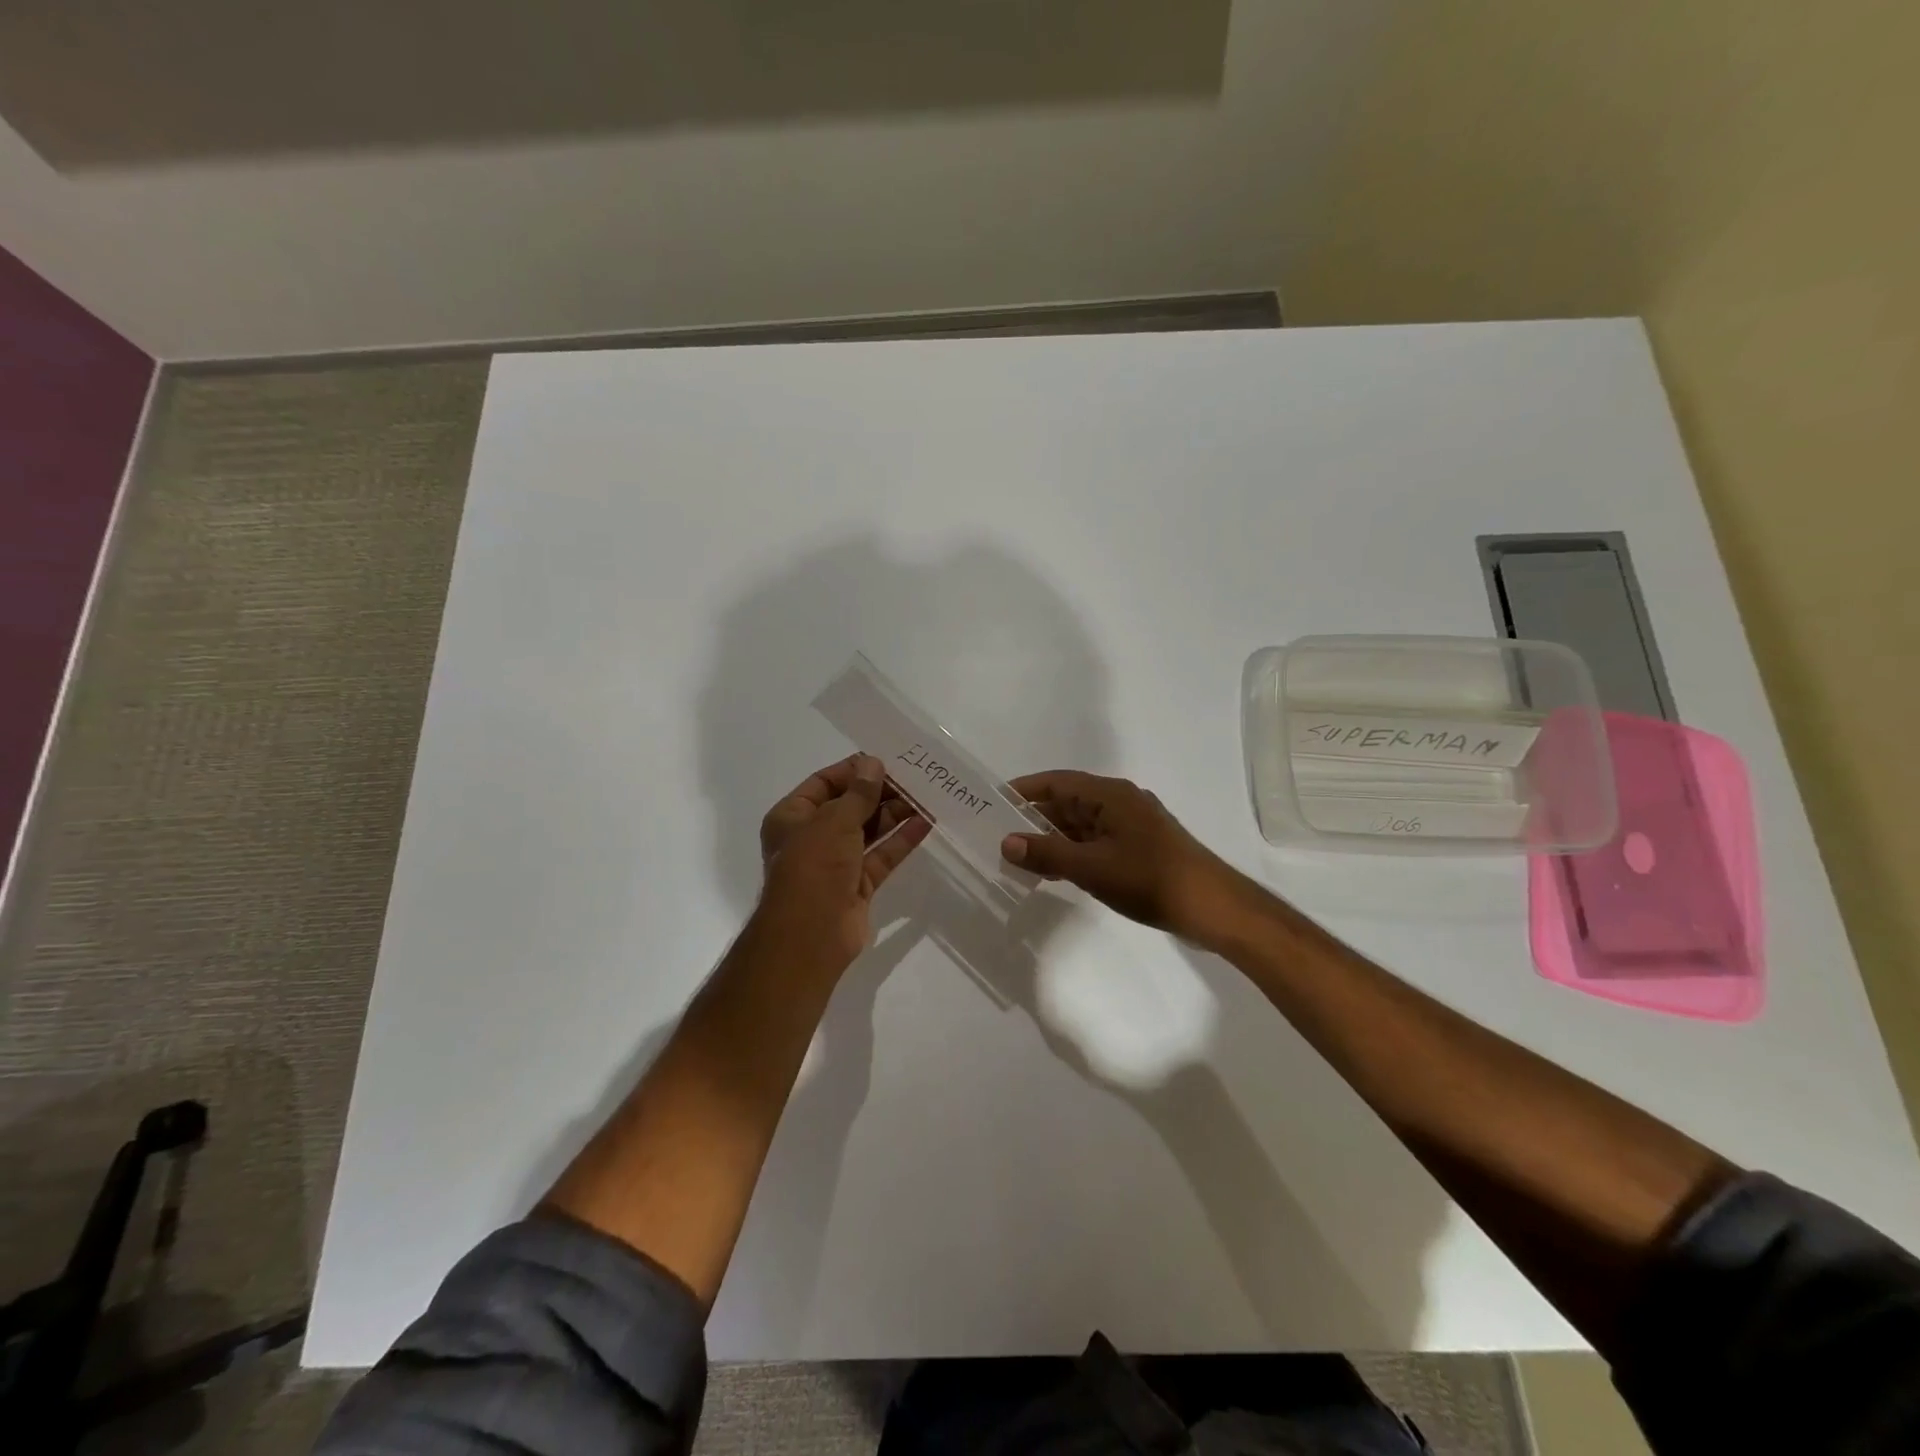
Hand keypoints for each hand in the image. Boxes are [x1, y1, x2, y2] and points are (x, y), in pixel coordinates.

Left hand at [755, 754, 930, 973]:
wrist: (811, 934)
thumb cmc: (813, 866)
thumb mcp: (835, 820)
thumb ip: (859, 793)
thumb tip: (873, 763)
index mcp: (792, 817)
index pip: (824, 783)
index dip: (853, 771)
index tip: (885, 760)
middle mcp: (811, 837)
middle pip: (849, 806)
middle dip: (879, 792)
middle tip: (913, 778)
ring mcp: (835, 863)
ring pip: (868, 831)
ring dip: (894, 814)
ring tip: (926, 796)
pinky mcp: (857, 885)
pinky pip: (881, 856)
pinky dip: (900, 841)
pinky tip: (925, 823)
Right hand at [1001, 771, 1243, 942]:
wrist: (1211, 906)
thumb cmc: (1148, 878)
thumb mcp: (1091, 867)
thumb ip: (1047, 853)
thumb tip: (1007, 842)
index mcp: (1110, 795)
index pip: (1057, 782)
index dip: (1024, 790)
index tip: (994, 802)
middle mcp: (1120, 802)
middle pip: (1068, 802)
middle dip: (1034, 819)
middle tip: (999, 835)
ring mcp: (1132, 826)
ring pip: (1082, 825)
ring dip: (1053, 839)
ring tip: (1020, 857)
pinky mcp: (1140, 848)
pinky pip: (1096, 841)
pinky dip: (1074, 852)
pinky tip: (1056, 871)